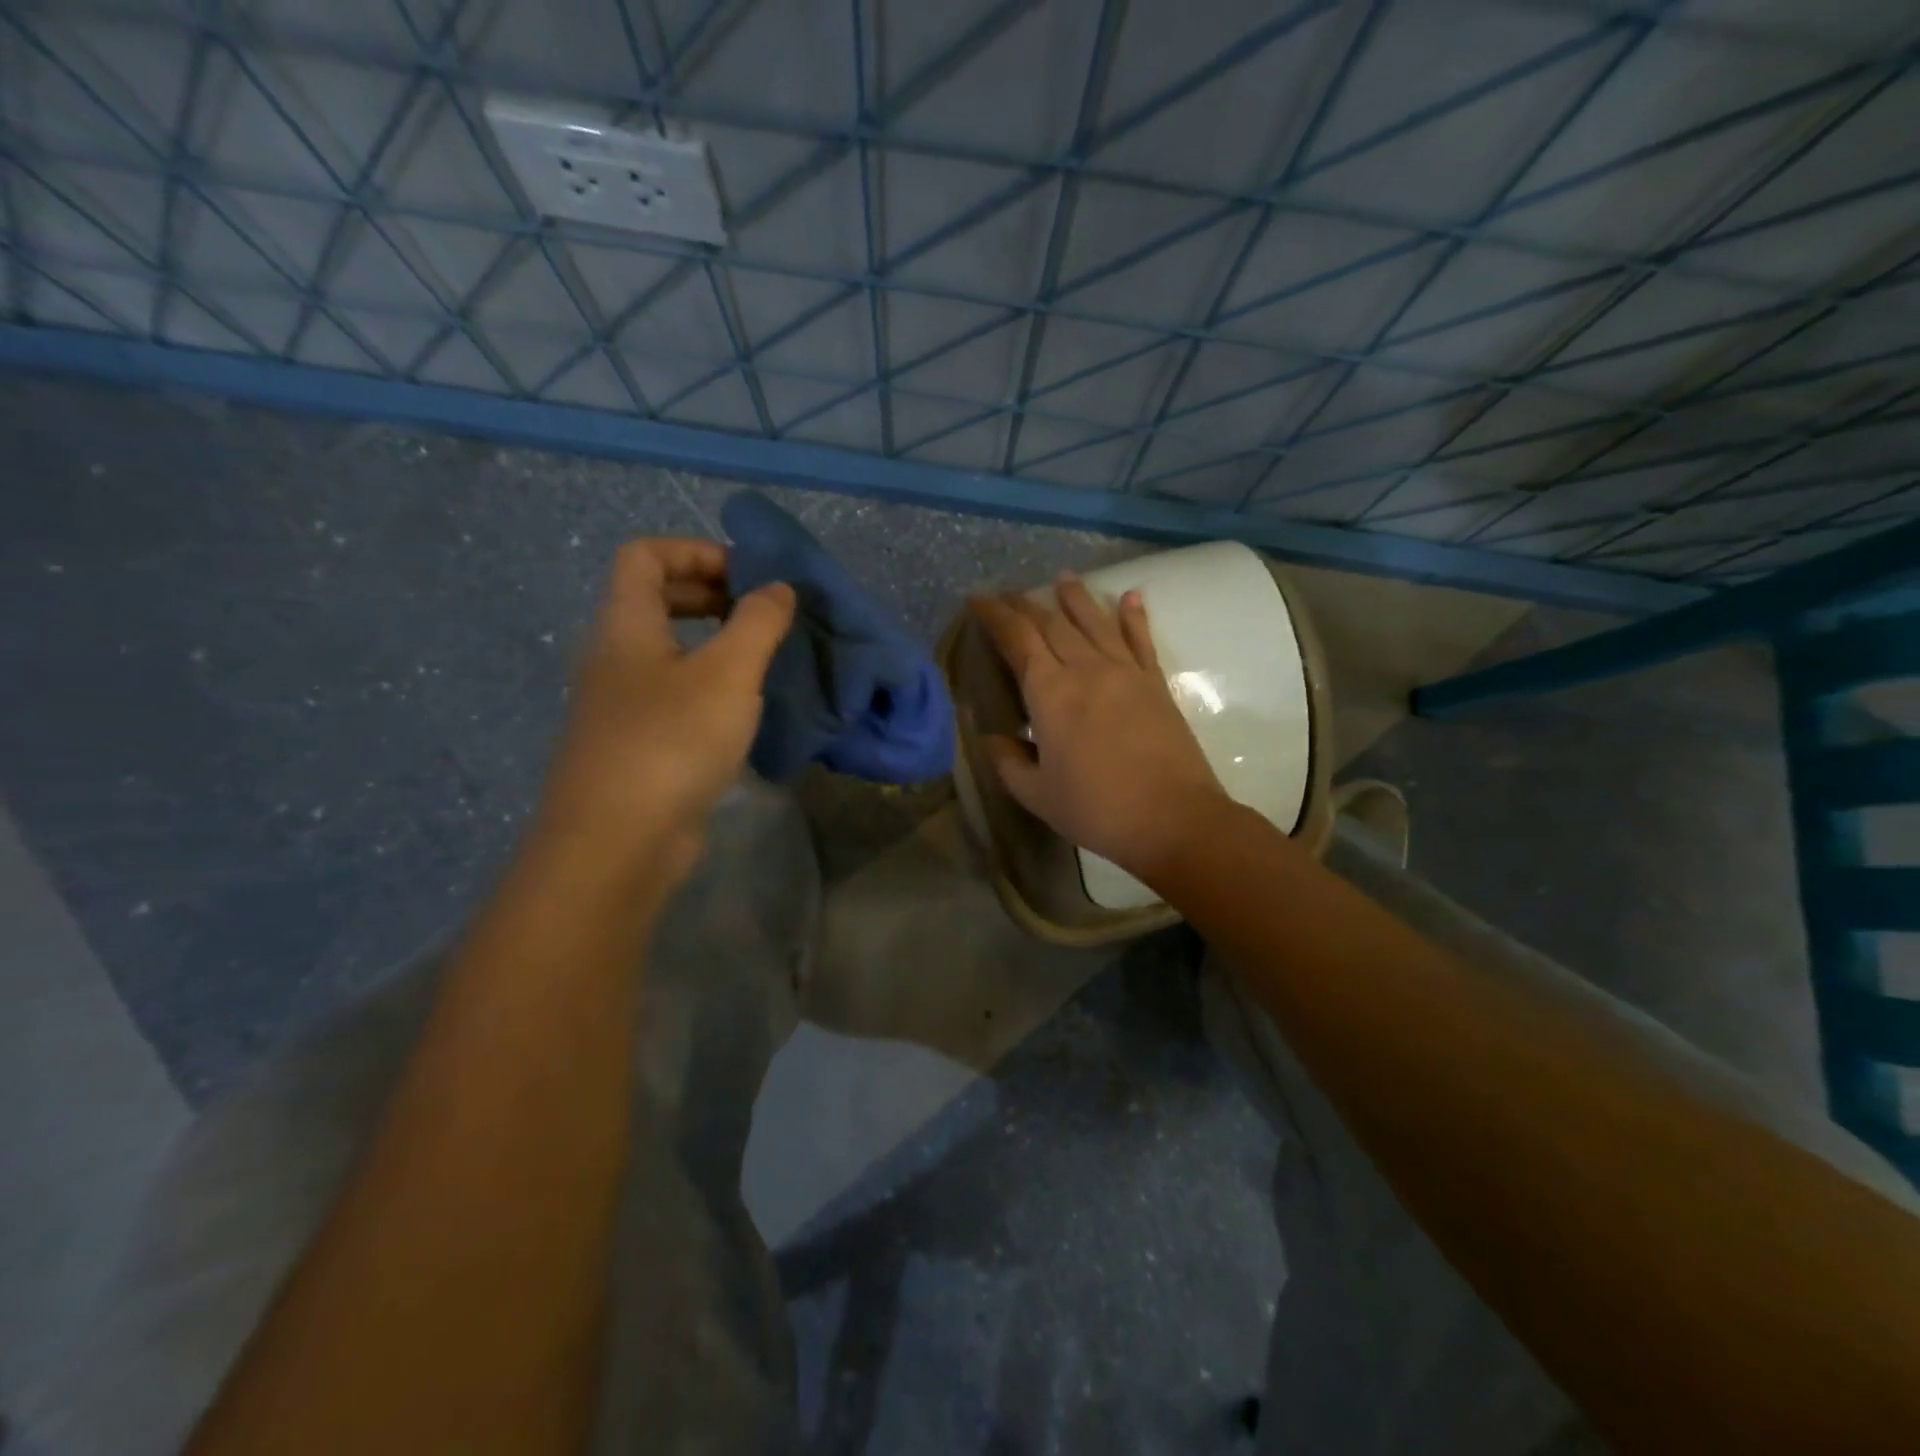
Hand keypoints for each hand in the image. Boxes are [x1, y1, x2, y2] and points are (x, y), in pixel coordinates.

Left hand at [535, 538, 794, 886]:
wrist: (618, 843)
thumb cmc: (672, 742)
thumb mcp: (728, 673)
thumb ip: (757, 622)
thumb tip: (778, 587)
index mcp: (625, 625)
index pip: (644, 555)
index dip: (696, 550)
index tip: (748, 577)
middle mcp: (613, 657)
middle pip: (653, 599)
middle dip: (710, 594)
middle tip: (761, 615)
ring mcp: (620, 705)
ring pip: (666, 651)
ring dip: (713, 644)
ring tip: (762, 661)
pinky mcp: (636, 745)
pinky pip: (672, 694)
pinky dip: (708, 687)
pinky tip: (743, 712)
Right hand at [971, 573, 1228, 880]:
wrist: (1172, 818)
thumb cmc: (1096, 809)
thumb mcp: (1037, 794)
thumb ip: (1008, 761)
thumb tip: (991, 737)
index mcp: (1050, 693)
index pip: (1017, 639)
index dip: (995, 615)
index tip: (978, 598)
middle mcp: (1086, 669)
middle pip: (1052, 623)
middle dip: (1027, 604)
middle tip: (1009, 592)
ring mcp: (1126, 671)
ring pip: (1095, 622)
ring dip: (1076, 597)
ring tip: (1063, 577)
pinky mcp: (1155, 683)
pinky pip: (1141, 640)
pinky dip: (1134, 616)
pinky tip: (1131, 596)